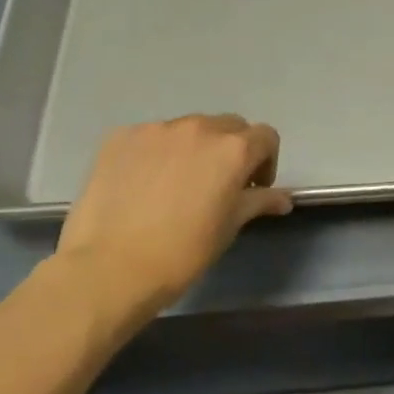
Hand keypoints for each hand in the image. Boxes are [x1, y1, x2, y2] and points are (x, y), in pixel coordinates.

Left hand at [56, 113, 292, 318]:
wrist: (111, 268)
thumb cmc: (184, 251)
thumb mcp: (230, 226)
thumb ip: (259, 202)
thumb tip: (283, 199)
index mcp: (233, 149)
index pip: (266, 137)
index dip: (265, 162)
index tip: (252, 188)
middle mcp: (198, 128)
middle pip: (229, 126)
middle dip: (232, 150)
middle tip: (218, 184)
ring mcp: (156, 130)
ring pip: (188, 129)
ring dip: (194, 149)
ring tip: (177, 184)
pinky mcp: (120, 137)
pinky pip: (151, 137)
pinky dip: (157, 153)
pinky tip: (145, 184)